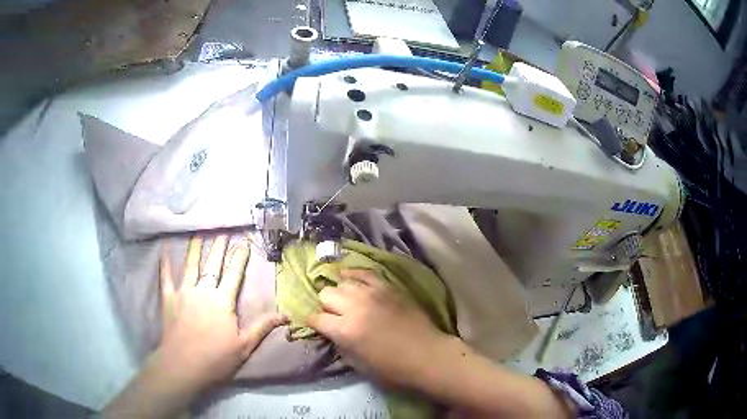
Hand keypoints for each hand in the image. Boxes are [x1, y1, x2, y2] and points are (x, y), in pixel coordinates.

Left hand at [157, 234, 287, 391]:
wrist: (183, 366)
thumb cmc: (216, 358)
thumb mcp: (244, 345)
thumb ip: (262, 327)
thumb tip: (286, 315)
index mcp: (222, 301)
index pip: (233, 274)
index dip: (240, 256)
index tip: (244, 240)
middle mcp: (203, 290)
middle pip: (212, 264)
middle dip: (219, 246)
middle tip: (222, 230)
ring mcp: (183, 292)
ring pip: (190, 265)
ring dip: (194, 248)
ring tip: (198, 233)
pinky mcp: (168, 299)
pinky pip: (165, 278)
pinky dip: (164, 264)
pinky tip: (163, 250)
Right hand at [306, 269, 450, 388]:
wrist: (427, 355)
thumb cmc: (392, 368)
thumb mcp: (357, 364)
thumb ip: (339, 344)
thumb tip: (332, 332)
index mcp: (344, 330)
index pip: (316, 318)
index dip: (314, 322)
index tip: (316, 325)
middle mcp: (354, 307)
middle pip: (326, 294)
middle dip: (326, 306)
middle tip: (335, 315)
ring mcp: (372, 293)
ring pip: (343, 282)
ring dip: (341, 293)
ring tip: (346, 300)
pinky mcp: (388, 287)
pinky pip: (365, 272)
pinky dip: (354, 274)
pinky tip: (350, 277)